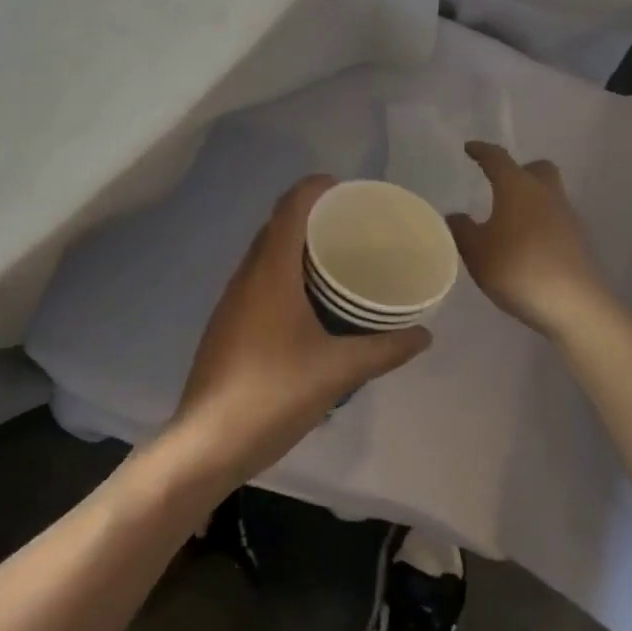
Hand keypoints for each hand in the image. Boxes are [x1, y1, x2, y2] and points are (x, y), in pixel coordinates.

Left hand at [169, 176, 430, 488]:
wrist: (207, 442)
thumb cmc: (273, 394)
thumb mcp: (338, 371)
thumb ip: (385, 350)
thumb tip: (425, 335)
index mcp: (270, 271)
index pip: (291, 206)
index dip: (316, 188)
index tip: (348, 190)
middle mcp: (247, 275)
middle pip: (276, 225)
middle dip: (311, 214)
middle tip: (352, 225)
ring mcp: (232, 300)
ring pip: (264, 253)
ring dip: (296, 245)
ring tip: (336, 258)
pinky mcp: (227, 323)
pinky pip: (258, 278)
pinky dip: (284, 272)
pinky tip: (308, 302)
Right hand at [448, 142, 614, 336]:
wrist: (574, 304)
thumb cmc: (518, 268)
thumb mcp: (476, 252)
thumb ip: (462, 230)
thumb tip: (455, 215)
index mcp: (518, 187)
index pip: (498, 159)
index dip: (482, 152)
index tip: (470, 148)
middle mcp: (546, 194)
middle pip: (536, 169)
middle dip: (519, 170)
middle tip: (500, 184)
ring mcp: (567, 217)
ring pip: (548, 195)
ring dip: (530, 200)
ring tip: (508, 221)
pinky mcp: (578, 241)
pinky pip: (555, 220)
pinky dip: (539, 223)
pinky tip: (525, 245)